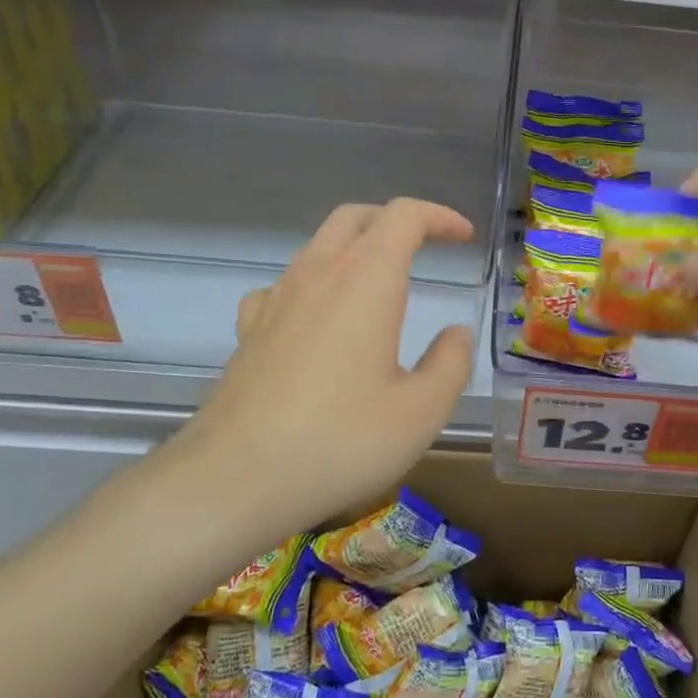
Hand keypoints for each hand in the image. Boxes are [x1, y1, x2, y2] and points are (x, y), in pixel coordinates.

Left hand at [158, 198, 475, 537]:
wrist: (233, 481)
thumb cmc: (340, 442)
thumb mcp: (421, 412)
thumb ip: (450, 363)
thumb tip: (456, 333)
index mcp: (366, 281)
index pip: (404, 216)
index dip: (439, 217)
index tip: (464, 237)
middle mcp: (318, 275)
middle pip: (355, 217)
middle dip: (396, 220)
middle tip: (426, 246)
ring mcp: (276, 300)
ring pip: (318, 246)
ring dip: (356, 248)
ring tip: (380, 285)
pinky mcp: (248, 330)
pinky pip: (285, 285)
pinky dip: (314, 284)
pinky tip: (318, 319)